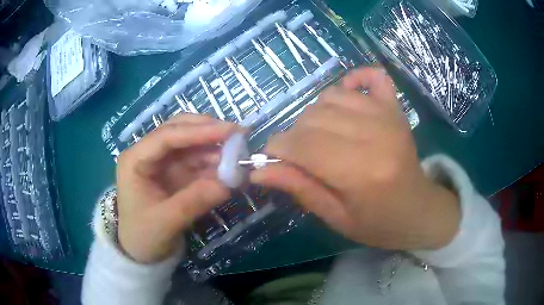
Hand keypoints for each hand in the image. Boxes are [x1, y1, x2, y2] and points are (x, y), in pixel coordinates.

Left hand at [116, 114, 239, 262]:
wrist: (142, 252)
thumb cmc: (144, 236)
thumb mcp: (165, 222)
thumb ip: (194, 201)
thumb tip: (228, 184)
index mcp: (135, 160)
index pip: (166, 137)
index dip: (198, 131)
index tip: (229, 131)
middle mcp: (149, 154)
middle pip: (179, 130)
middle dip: (208, 131)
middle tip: (238, 135)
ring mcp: (164, 163)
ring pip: (192, 144)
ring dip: (215, 147)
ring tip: (239, 154)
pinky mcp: (176, 173)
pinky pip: (199, 161)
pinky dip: (215, 163)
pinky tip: (230, 168)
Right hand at [251, 68, 459, 250]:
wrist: (420, 211)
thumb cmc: (379, 223)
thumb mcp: (336, 217)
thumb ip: (300, 188)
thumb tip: (258, 170)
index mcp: (361, 172)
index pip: (302, 145)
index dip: (277, 149)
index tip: (271, 159)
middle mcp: (375, 135)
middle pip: (313, 118)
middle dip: (294, 136)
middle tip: (300, 157)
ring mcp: (388, 116)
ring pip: (331, 97)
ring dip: (315, 115)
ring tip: (321, 137)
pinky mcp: (396, 109)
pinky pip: (373, 76)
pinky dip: (354, 79)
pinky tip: (347, 95)